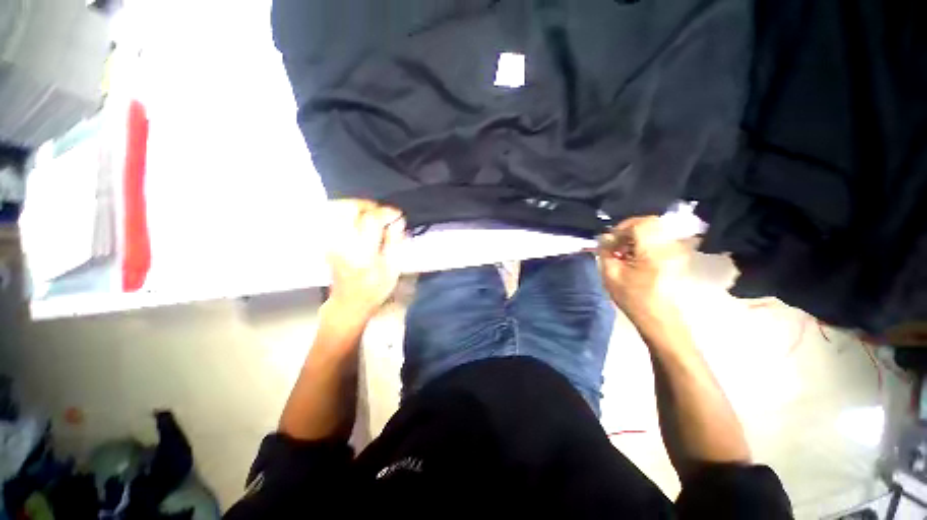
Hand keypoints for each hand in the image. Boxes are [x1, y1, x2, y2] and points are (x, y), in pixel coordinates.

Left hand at [325, 199, 405, 318]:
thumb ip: (396, 242)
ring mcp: (331, 242)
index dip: (386, 212)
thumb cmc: (375, 289)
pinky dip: (345, 212)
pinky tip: (357, 220)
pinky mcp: (327, 241)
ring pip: (336, 210)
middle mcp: (343, 244)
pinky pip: (332, 217)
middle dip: (367, 205)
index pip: (371, 220)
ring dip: (355, 207)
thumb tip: (398, 221)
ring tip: (370, 214)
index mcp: (363, 253)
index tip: (397, 214)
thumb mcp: (393, 269)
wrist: (349, 302)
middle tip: (381, 212)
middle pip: (348, 209)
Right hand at [597, 216, 688, 314]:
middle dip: (629, 229)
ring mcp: (677, 250)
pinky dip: (646, 241)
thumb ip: (605, 252)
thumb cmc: (633, 298)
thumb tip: (605, 237)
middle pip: (650, 222)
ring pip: (656, 229)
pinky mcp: (679, 255)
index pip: (638, 224)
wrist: (659, 317)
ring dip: (637, 235)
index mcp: (653, 251)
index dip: (621, 228)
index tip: (610, 240)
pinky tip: (636, 256)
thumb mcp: (611, 275)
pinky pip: (661, 238)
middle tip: (617, 244)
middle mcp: (670, 246)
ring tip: (625, 252)